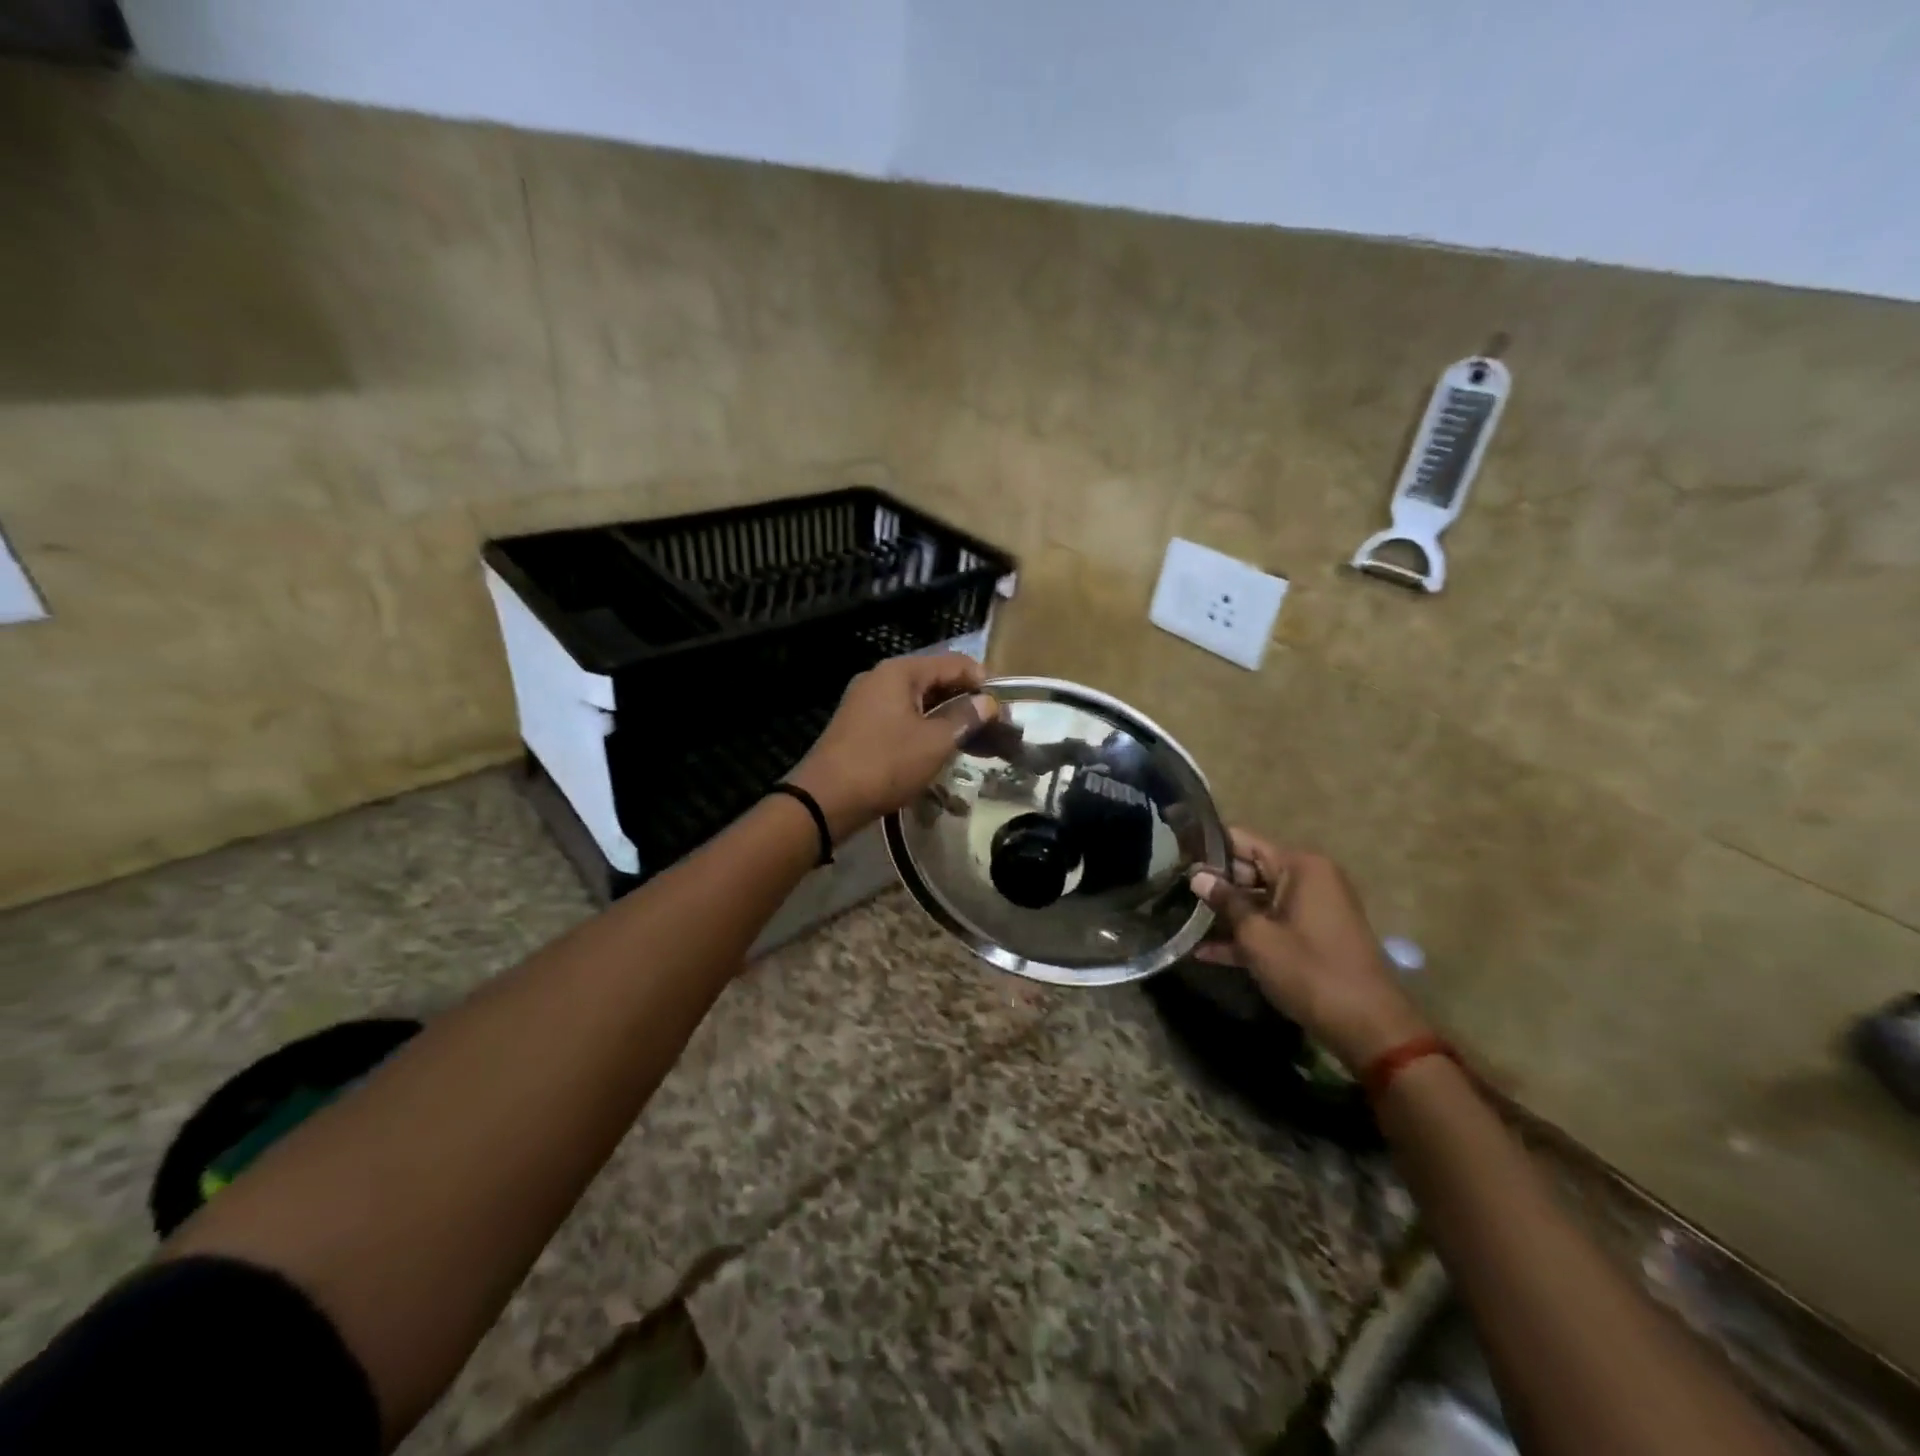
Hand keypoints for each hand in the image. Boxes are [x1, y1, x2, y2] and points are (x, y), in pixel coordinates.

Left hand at [787, 654, 998, 839]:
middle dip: (967, 703)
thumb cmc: (884, 764)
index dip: (983, 683)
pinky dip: (926, 731)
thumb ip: (965, 718)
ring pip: (920, 703)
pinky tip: (942, 751)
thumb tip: (989, 702)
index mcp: (899, 672)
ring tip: (975, 744)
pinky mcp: (861, 728)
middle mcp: (881, 679)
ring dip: (948, 720)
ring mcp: (867, 703)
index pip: (954, 663)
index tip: (1004, 710)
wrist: (825, 800)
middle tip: (994, 730)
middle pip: (936, 681)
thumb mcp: (934, 742)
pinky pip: (903, 720)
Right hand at [1189, 831, 1428, 1070]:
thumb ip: (1226, 902)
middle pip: (1250, 869)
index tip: (1175, 851)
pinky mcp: (1312, 935)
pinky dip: (1246, 935)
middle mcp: (1308, 878)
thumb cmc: (1309, 970)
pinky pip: (1272, 924)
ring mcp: (1311, 908)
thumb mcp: (1258, 936)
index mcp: (1300, 866)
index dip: (1208, 846)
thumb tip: (1198, 877)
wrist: (1367, 1026)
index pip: (1244, 840)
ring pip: (1258, 900)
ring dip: (1225, 913)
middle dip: (1214, 883)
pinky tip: (1205, 952)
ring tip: (1181, 918)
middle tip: (1171, 889)